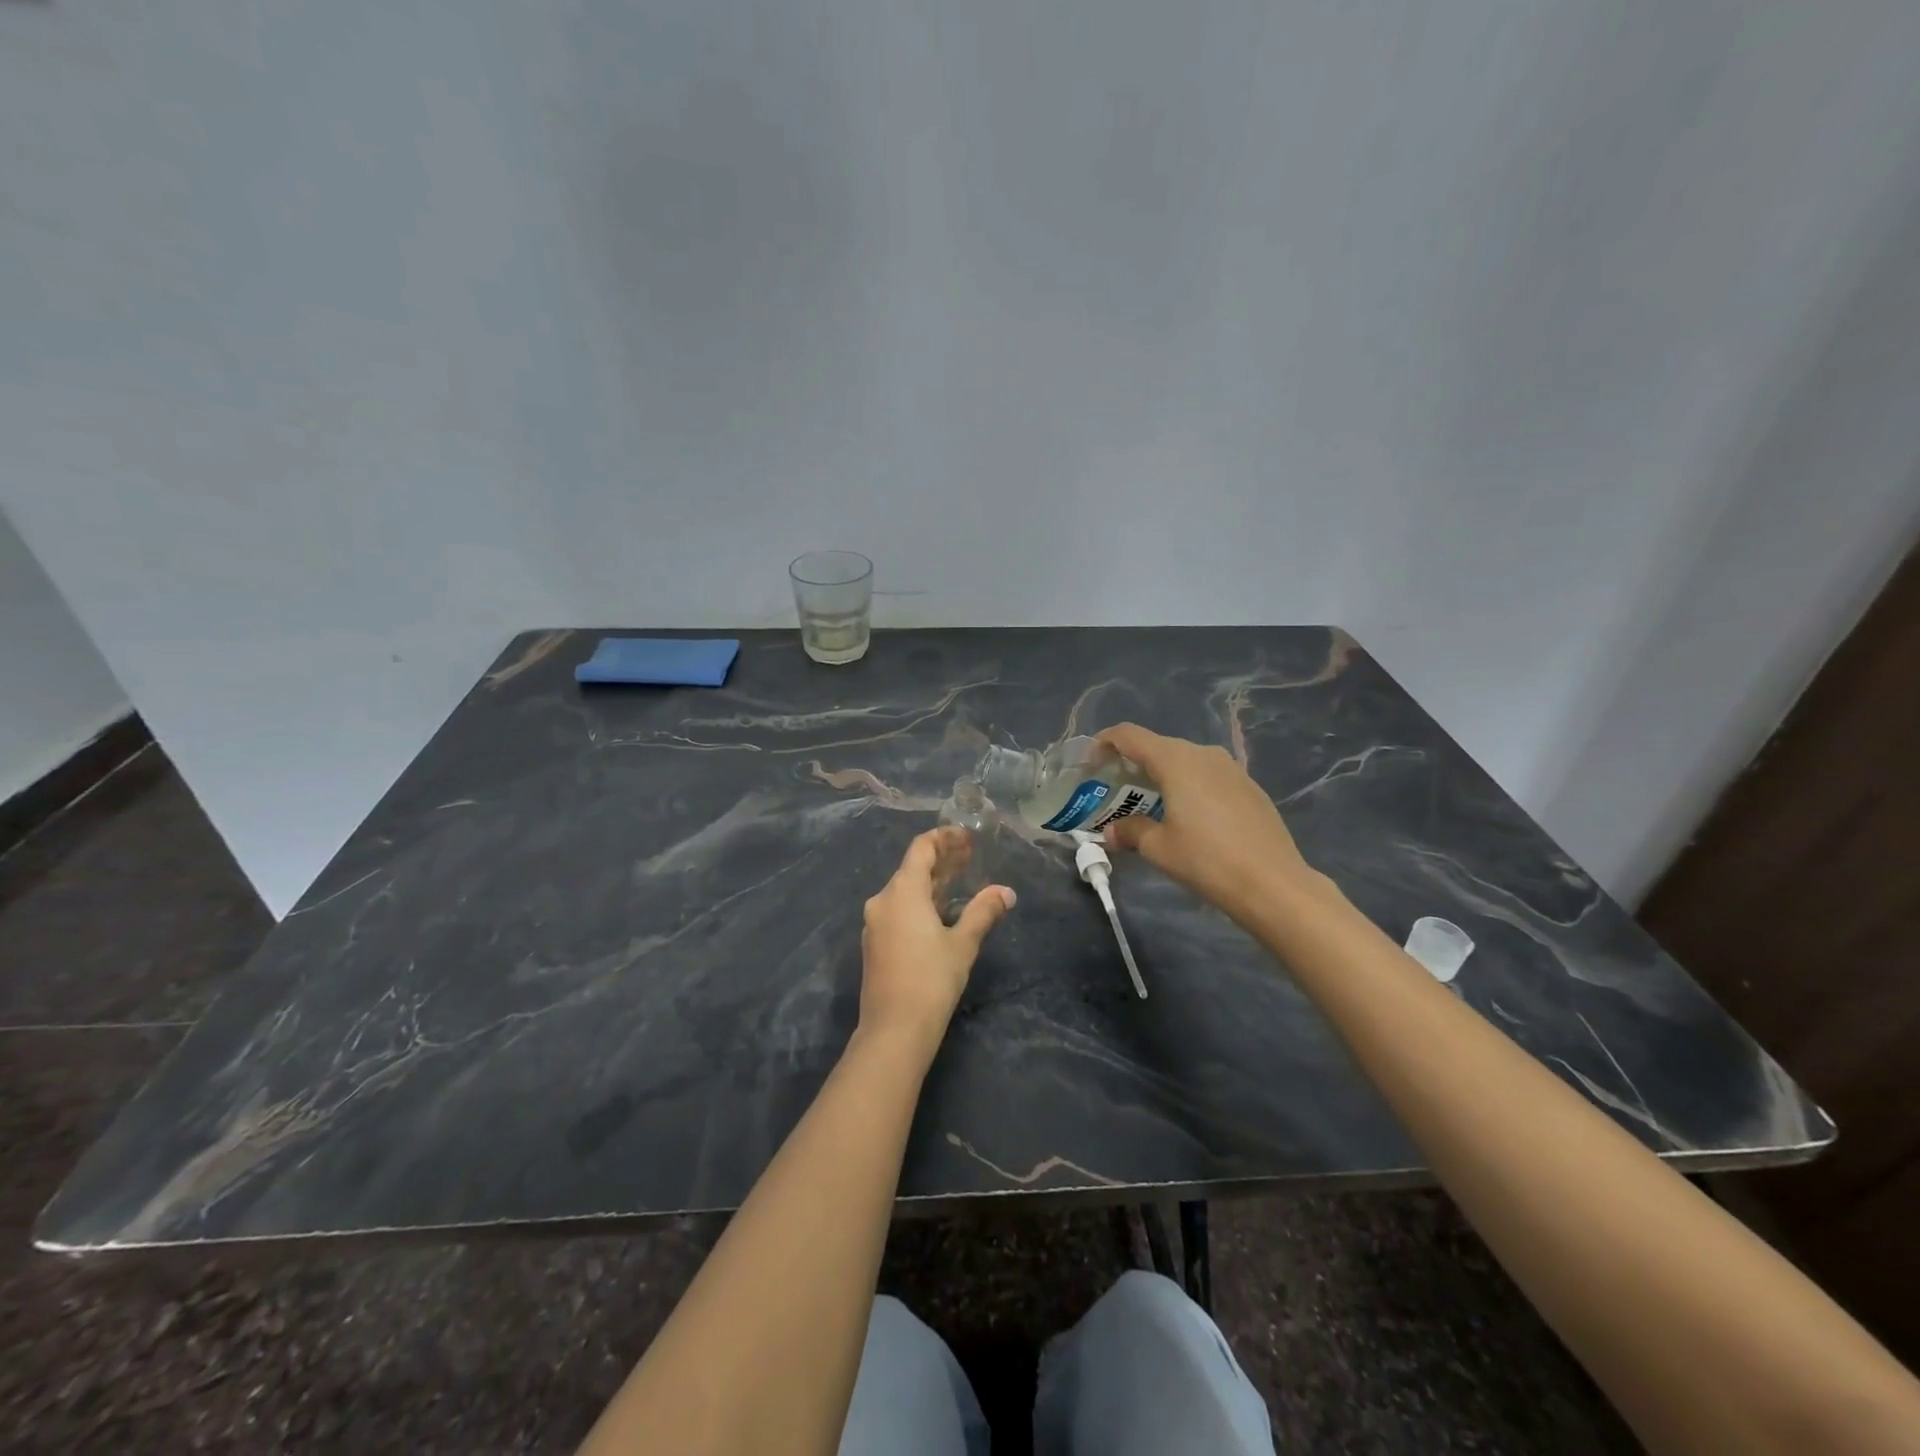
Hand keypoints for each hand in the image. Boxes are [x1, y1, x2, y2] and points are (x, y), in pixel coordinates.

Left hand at [858, 827, 1014, 1055]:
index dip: (944, 838)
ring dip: (932, 882)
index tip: (967, 837)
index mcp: (902, 892)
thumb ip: (983, 912)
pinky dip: (920, 902)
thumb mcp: (963, 944)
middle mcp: (882, 900)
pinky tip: (940, 912)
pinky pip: (898, 910)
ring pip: (904, 891)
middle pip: (912, 868)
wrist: (893, 1030)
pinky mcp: (875, 944)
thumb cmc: (931, 980)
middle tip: (970, 856)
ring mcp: (875, 923)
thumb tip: (1006, 892)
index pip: (921, 848)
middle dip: (941, 860)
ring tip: (960, 881)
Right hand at [1096, 723, 1320, 923]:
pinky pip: (1207, 776)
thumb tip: (1112, 831)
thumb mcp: (1158, 848)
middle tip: (1115, 792)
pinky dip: (1188, 786)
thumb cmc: (1207, 860)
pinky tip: (1187, 817)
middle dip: (1132, 764)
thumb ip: (1130, 831)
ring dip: (1161, 776)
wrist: (1274, 884)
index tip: (1090, 763)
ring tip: (1149, 805)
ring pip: (1184, 761)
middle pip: (1157, 746)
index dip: (1103, 743)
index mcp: (1176, 760)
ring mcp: (1231, 768)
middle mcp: (1203, 754)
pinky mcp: (1249, 786)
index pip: (1129, 735)